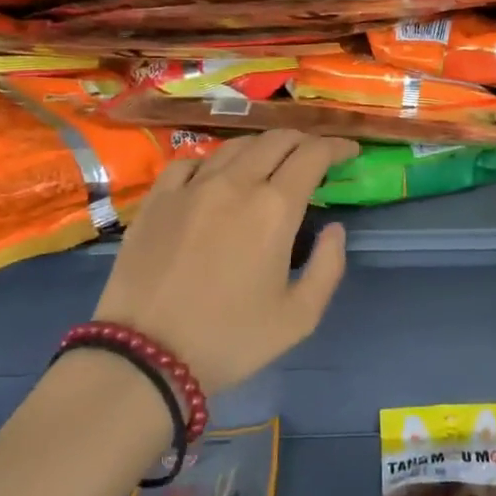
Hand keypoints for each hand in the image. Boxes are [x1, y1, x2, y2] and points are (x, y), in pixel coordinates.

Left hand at [92, 130, 357, 393]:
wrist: (146, 355)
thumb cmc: (231, 340)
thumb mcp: (299, 317)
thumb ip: (328, 266)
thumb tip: (335, 228)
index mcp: (274, 208)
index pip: (313, 154)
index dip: (336, 146)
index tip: (349, 152)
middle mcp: (235, 183)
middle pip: (276, 140)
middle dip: (303, 141)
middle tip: (315, 156)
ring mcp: (191, 187)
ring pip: (235, 146)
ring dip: (262, 147)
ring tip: (271, 162)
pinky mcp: (158, 198)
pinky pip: (191, 162)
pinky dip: (214, 161)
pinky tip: (215, 176)